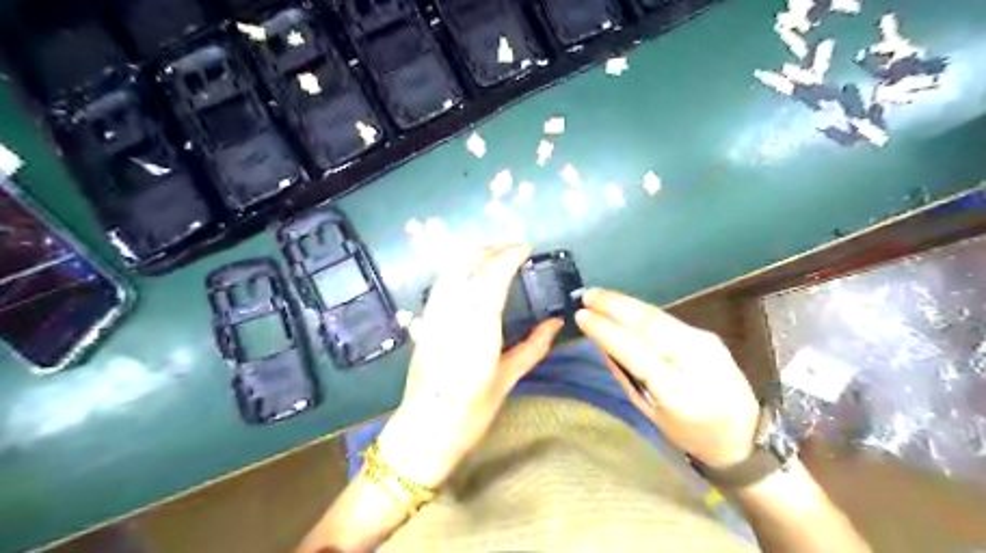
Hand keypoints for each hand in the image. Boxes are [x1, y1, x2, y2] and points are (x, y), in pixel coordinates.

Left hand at [378, 244, 562, 487]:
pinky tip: (470, 273)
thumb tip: (555, 323)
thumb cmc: (470, 413)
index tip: (525, 249)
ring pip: (450, 271)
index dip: (508, 257)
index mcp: (477, 331)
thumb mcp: (506, 379)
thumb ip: (533, 347)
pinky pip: (441, 285)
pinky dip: (457, 270)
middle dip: (490, 250)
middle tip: (512, 249)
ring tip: (494, 253)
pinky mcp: (424, 323)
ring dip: (472, 255)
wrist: (424, 431)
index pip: (491, 278)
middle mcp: (452, 316)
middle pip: (467, 266)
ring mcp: (433, 317)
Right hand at [574, 288, 757, 465]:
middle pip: (650, 324)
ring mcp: (705, 343)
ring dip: (626, 303)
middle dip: (615, 305)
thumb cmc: (690, 434)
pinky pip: (667, 319)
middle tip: (587, 295)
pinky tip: (624, 306)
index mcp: (679, 392)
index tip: (582, 315)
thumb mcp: (651, 414)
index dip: (607, 331)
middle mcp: (696, 360)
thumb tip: (603, 344)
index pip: (637, 352)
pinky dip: (640, 311)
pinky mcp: (708, 335)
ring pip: (659, 316)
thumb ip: (626, 377)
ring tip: (599, 295)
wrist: (746, 435)